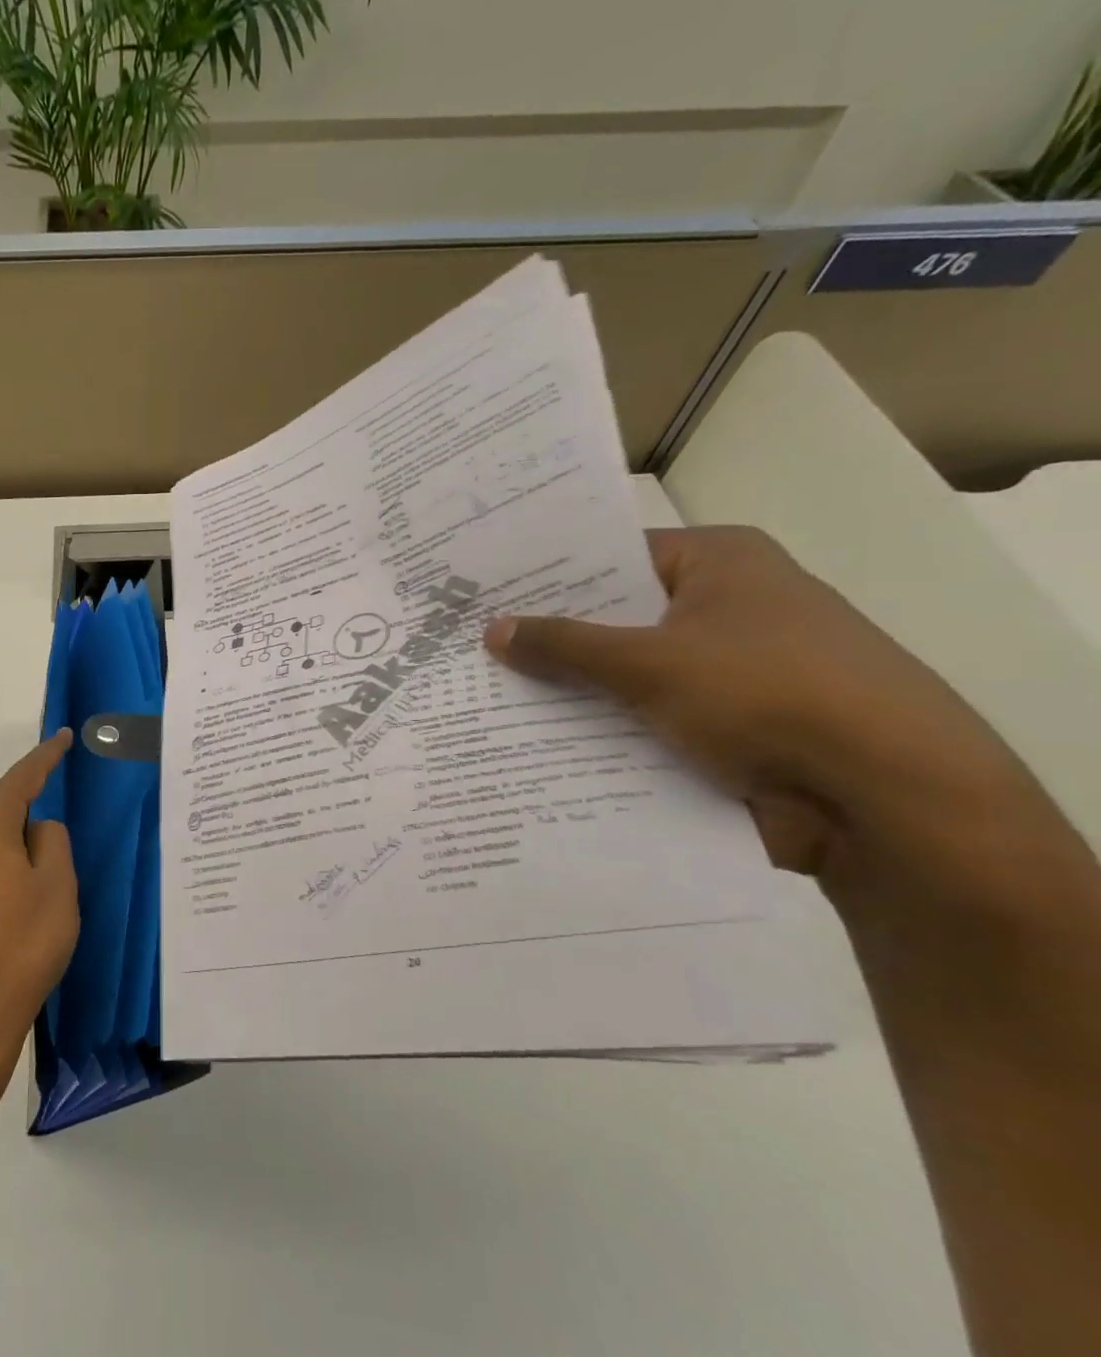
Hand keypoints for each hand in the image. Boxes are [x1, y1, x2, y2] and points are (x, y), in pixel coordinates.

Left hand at [0, 731, 78, 1100]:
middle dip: (36, 811)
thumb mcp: (57, 885)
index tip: (65, 736)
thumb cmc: (23, 943)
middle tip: (68, 827)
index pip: (22, 778)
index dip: (47, 756)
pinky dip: (9, 868)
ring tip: (52, 874)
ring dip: (23, 847)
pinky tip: (26, 897)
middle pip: (5, 808)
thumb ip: (52, 841)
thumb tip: (38, 829)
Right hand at [483, 526, 1082, 922]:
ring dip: (572, 689)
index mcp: (719, 563)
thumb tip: (491, 629)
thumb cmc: (767, 696)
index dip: (546, 575)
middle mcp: (725, 606)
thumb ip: (564, 645)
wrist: (886, 801)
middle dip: (550, 638)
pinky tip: (538, 739)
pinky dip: (603, 728)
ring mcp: (728, 669)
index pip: (611, 555)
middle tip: (470, 644)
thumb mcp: (648, 662)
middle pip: (615, 616)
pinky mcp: (726, 725)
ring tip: (487, 695)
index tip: (483, 592)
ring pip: (626, 672)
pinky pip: (645, 716)